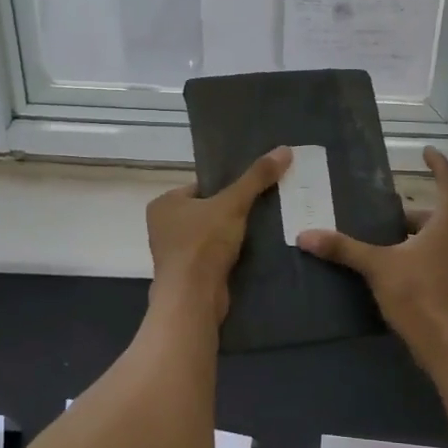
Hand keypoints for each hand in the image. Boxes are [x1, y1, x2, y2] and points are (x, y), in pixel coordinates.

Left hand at [146, 147, 290, 322]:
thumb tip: (284, 149)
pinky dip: (228, 254)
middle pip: (207, 210)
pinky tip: (250, 252)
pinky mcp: (187, 275)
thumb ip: (256, 177)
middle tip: (261, 209)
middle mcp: (163, 226)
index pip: (201, 186)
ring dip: (231, 235)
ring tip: (261, 229)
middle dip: (231, 212)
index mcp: (164, 203)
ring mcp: (173, 253)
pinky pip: (212, 256)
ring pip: (210, 235)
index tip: (251, 192)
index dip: (226, 188)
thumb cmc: (204, 244)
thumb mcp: (233, 204)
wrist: (193, 299)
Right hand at [300, 147, 447, 369]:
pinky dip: (418, 258)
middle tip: (384, 212)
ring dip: (414, 237)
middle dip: (411, 212)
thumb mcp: (378, 267)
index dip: (438, 164)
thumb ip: (344, 249)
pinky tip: (394, 272)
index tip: (426, 151)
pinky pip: (437, 262)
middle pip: (438, 215)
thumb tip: (306, 234)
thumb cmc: (420, 295)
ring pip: (437, 241)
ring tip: (383, 242)